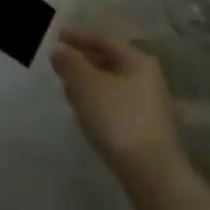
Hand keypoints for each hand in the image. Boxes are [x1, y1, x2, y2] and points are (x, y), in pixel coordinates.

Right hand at [51, 26, 184, 183]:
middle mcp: (148, 78)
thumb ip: (69, 62)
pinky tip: (86, 112)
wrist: (152, 174)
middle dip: (83, 60)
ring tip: (68, 88)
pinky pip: (116, 103)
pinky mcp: (146, 128)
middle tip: (60, 63)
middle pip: (109, 60)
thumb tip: (59, 51)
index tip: (56, 36)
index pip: (103, 38)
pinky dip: (98, 101)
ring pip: (112, 83)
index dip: (78, 35)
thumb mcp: (85, 84)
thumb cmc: (117, 118)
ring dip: (89, 82)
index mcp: (137, 60)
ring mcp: (150, 104)